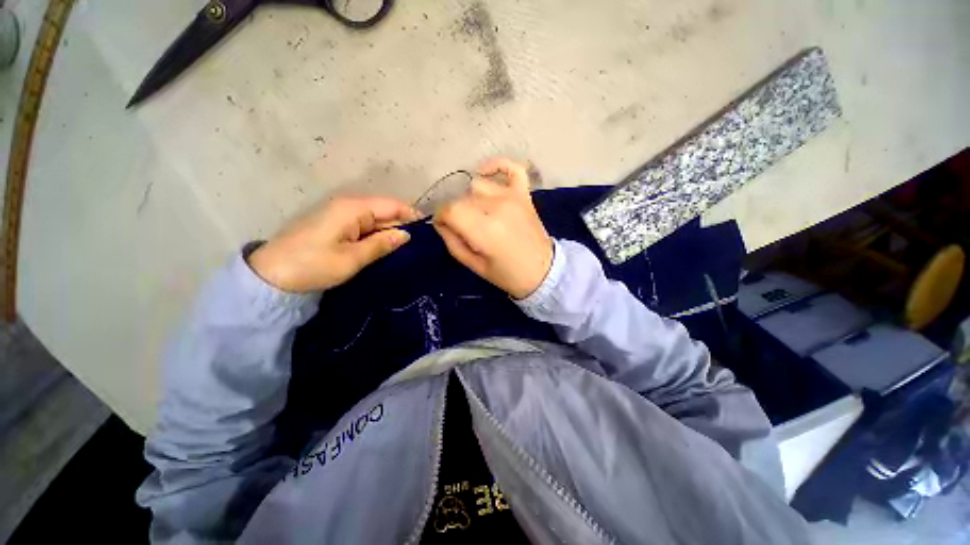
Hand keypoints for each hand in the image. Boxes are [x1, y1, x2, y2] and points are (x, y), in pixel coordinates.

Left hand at [248, 196, 419, 292]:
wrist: (271, 276)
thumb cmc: (313, 266)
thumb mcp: (352, 258)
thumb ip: (382, 244)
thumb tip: (406, 235)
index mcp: (353, 208)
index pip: (392, 205)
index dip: (412, 215)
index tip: (429, 231)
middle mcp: (348, 206)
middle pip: (385, 211)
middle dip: (403, 225)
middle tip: (421, 245)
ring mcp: (340, 215)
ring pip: (375, 219)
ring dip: (391, 232)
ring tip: (409, 248)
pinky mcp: (335, 225)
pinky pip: (364, 226)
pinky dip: (377, 235)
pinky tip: (387, 248)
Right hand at [434, 158, 552, 298]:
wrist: (543, 272)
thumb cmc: (507, 274)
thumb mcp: (473, 266)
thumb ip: (452, 242)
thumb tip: (441, 223)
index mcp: (483, 230)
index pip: (449, 210)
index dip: (441, 218)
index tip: (444, 228)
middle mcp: (497, 207)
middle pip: (462, 198)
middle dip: (456, 213)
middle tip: (464, 229)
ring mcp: (512, 197)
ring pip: (478, 185)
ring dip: (472, 199)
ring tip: (479, 214)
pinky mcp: (524, 194)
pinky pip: (511, 168)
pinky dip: (497, 166)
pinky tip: (485, 173)